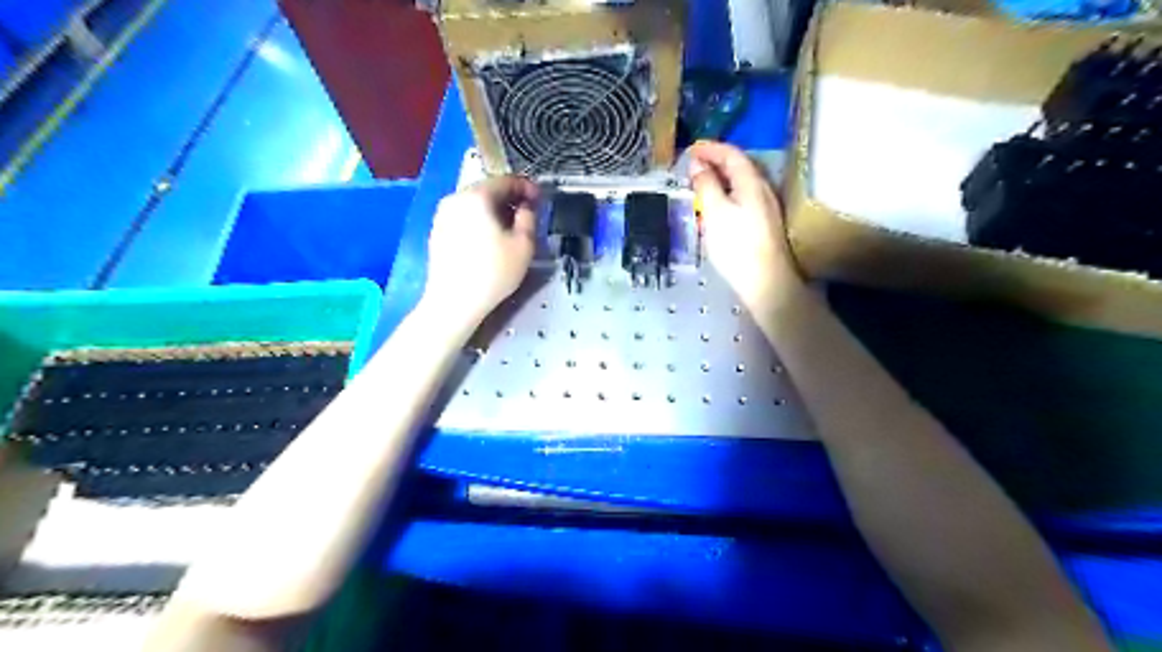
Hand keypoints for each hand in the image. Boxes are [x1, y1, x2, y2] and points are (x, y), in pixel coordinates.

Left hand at [424, 177, 539, 322]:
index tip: (540, 199)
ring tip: (510, 228)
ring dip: (495, 211)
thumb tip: (526, 207)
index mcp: (477, 196)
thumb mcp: (524, 245)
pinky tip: (490, 240)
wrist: (453, 302)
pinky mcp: (437, 232)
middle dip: (510, 199)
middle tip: (528, 213)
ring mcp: (442, 215)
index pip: (506, 180)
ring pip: (475, 204)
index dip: (527, 187)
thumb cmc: (493, 272)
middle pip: (488, 190)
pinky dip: (480, 221)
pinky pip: (464, 218)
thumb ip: (529, 218)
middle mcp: (455, 198)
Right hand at [683, 140, 804, 311]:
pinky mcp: (763, 224)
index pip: (732, 154)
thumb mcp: (715, 212)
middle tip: (693, 167)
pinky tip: (715, 208)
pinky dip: (726, 194)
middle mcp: (763, 190)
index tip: (690, 150)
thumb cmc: (737, 246)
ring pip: (741, 184)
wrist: (765, 282)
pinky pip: (742, 198)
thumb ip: (706, 185)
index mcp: (752, 183)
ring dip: (720, 179)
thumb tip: (698, 165)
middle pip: (739, 167)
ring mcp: (765, 208)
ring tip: (700, 186)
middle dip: (715, 162)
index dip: (711, 149)